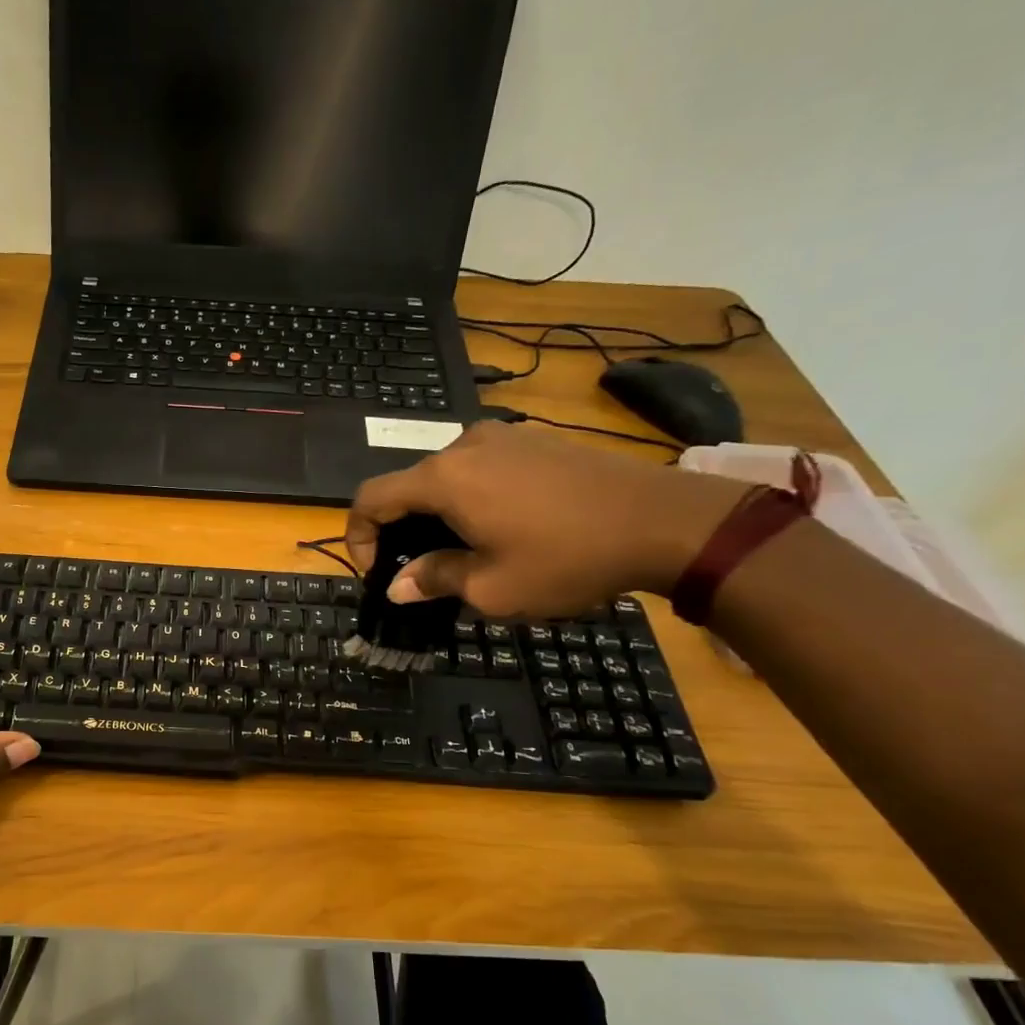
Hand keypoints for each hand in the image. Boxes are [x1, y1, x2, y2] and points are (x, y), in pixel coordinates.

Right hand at [345, 422, 748, 617]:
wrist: (666, 521)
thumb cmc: (567, 559)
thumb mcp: (492, 587)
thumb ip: (434, 580)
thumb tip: (397, 586)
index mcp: (444, 479)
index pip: (370, 498)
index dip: (358, 537)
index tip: (378, 574)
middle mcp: (464, 446)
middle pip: (407, 487)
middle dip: (401, 531)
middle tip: (421, 573)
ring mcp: (503, 437)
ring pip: (445, 477)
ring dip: (437, 515)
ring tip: (463, 554)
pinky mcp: (534, 441)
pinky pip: (480, 468)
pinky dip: (470, 498)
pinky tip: (501, 528)